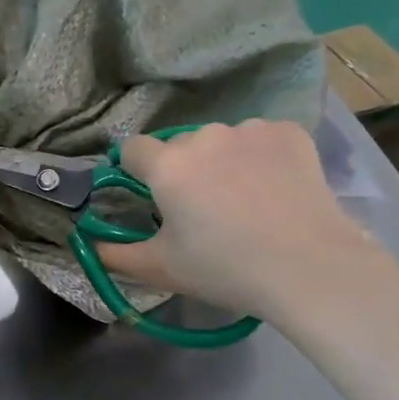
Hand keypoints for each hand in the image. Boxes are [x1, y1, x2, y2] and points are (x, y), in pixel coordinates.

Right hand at [96, 120, 393, 325]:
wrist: (310, 267)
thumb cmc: (226, 269)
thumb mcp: (162, 269)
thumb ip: (115, 256)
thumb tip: (88, 245)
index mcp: (168, 166)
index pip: (133, 149)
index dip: (135, 170)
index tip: (151, 196)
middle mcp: (204, 136)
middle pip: (181, 146)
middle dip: (185, 170)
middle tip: (204, 211)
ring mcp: (250, 130)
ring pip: (223, 141)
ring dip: (224, 162)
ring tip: (246, 201)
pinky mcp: (289, 132)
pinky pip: (261, 139)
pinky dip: (262, 158)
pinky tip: (275, 189)